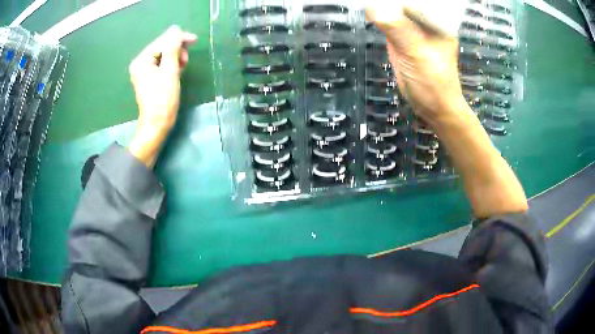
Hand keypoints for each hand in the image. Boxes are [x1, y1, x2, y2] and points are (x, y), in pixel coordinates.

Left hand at [128, 25, 196, 166]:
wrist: (157, 125)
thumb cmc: (163, 100)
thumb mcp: (170, 71)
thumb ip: (172, 48)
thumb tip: (175, 29)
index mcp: (142, 61)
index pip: (162, 42)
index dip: (178, 39)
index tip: (194, 40)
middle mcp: (140, 64)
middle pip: (162, 48)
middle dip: (177, 50)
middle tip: (187, 60)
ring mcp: (143, 72)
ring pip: (163, 56)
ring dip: (175, 58)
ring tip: (183, 67)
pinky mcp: (148, 78)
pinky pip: (161, 64)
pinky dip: (171, 65)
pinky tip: (177, 71)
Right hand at [366, 5, 464, 125]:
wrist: (432, 108)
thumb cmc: (434, 82)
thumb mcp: (418, 53)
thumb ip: (398, 30)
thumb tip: (373, 8)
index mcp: (438, 20)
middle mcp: (425, 21)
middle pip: (404, 1)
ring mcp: (411, 29)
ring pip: (393, 9)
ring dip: (380, 3)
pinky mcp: (399, 38)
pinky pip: (386, 22)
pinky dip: (376, 16)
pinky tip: (366, 7)